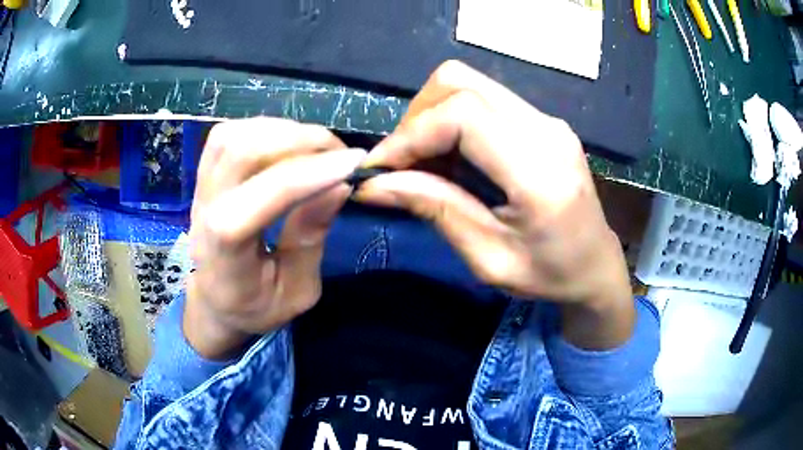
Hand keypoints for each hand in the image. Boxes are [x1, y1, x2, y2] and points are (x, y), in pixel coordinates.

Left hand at [186, 118, 364, 358]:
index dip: (306, 176)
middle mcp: (204, 214)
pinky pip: (229, 134)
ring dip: (283, 131)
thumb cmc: (257, 304)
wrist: (214, 300)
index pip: (256, 203)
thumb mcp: (297, 291)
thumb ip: (312, 239)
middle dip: (299, 142)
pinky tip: (288, 144)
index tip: (353, 164)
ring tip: (317, 147)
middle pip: (239, 154)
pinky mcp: (204, 174)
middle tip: (340, 153)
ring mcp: (200, 189)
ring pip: (233, 136)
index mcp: (226, 256)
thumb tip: (339, 185)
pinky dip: (265, 128)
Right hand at [357, 61, 634, 348]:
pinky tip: (452, 157)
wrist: (598, 265)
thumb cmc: (551, 275)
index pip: (461, 115)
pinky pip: (483, 99)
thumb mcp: (489, 259)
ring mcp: (547, 120)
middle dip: (416, 118)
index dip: (409, 135)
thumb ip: (436, 211)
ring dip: (432, 116)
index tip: (379, 169)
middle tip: (403, 165)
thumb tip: (373, 184)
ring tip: (426, 163)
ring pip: (468, 84)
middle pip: (460, 82)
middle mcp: (546, 129)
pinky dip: (453, 120)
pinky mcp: (542, 121)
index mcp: (540, 172)